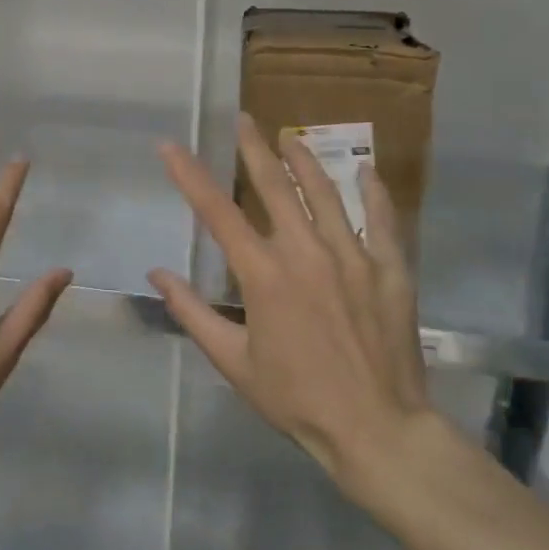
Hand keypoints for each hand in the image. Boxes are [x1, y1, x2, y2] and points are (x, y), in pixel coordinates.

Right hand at [149, 115, 429, 494]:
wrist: (377, 430)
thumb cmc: (296, 399)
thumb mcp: (233, 363)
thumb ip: (193, 313)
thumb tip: (158, 273)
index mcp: (263, 275)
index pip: (216, 212)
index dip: (189, 174)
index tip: (170, 145)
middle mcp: (305, 252)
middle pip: (274, 186)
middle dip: (252, 149)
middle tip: (243, 119)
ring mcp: (352, 256)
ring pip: (325, 193)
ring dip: (304, 160)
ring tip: (289, 136)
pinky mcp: (390, 269)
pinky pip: (382, 220)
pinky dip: (373, 192)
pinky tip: (365, 170)